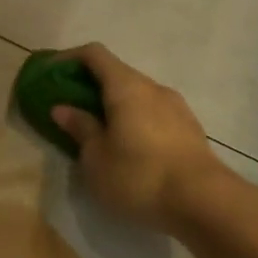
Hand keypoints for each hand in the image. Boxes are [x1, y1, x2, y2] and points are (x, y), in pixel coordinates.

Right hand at [50, 43, 248, 234]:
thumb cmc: (139, 176)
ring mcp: (176, 107)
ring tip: (99, 131)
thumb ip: (80, 128)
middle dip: (90, 85)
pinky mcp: (190, 129)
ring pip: (137, 95)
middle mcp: (152, 88)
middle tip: (70, 108)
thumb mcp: (96, 158)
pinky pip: (153, 113)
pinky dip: (134, 119)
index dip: (69, 58)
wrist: (206, 203)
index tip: (51, 74)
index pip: (94, 54)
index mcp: (125, 86)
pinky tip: (129, 148)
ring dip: (114, 105)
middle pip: (116, 73)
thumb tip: (62, 108)